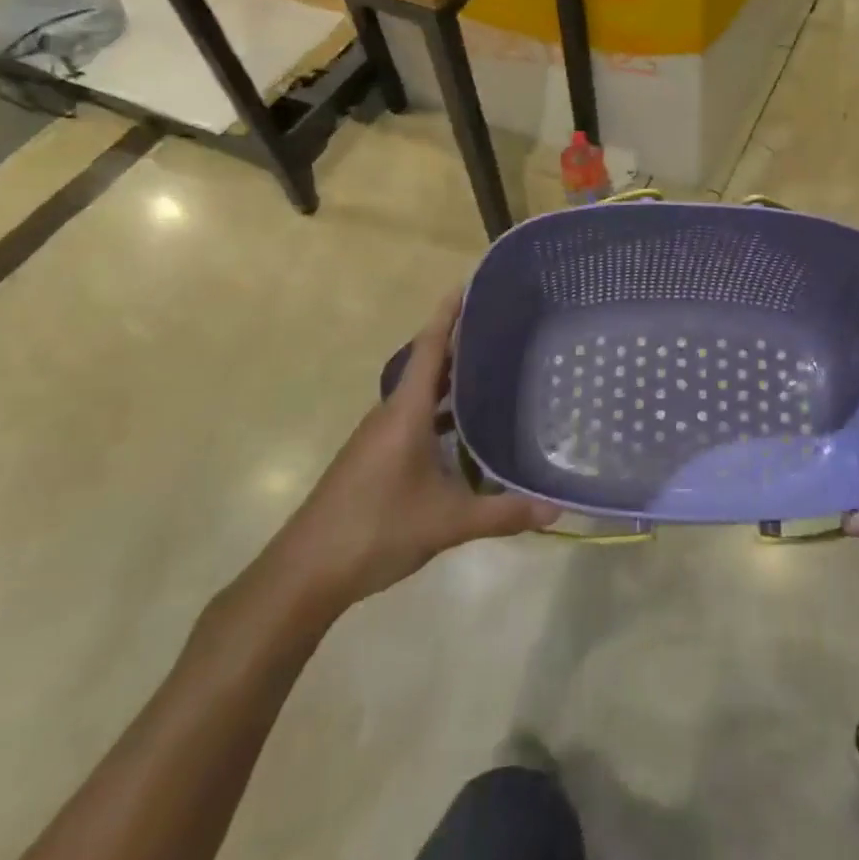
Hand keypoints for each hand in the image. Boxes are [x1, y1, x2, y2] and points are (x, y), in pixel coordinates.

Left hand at [254, 294, 557, 621]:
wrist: (303, 575)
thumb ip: (502, 513)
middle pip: (427, 366)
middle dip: (460, 343)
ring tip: (492, 373)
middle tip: (501, 328)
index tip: (468, 284)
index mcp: (405, 412)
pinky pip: (412, 419)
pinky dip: (439, 412)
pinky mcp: (372, 459)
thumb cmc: (375, 530)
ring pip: (419, 395)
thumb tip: (555, 509)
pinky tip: (463, 434)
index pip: (430, 347)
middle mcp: (390, 415)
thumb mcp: (447, 522)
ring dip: (450, 381)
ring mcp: (377, 438)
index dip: (448, 313)